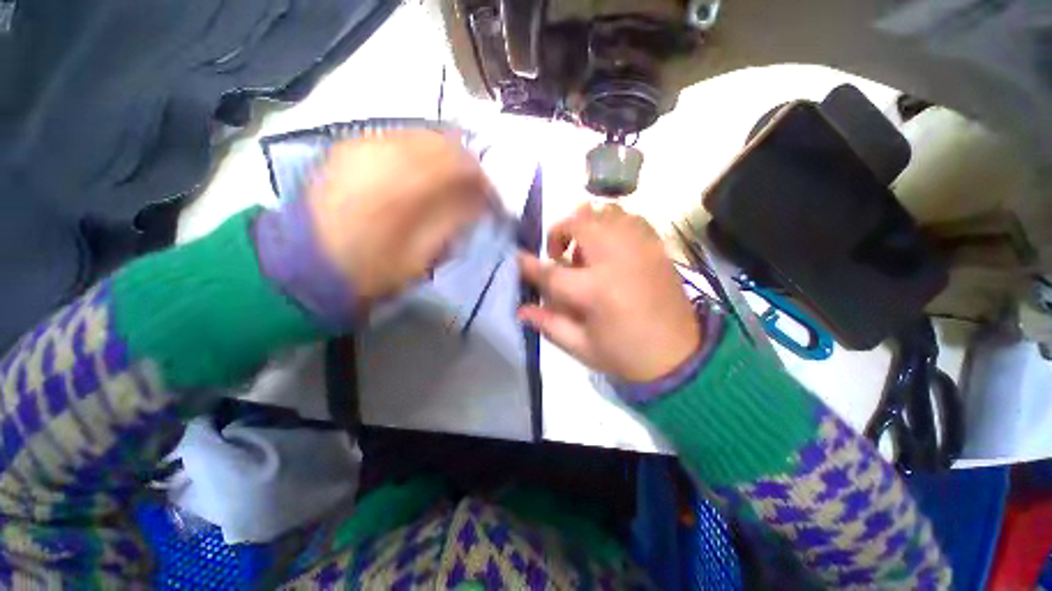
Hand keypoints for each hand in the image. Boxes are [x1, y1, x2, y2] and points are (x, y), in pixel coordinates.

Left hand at [307, 130, 490, 305]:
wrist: (304, 266)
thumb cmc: (371, 269)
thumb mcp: (424, 254)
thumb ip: (455, 221)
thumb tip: (479, 202)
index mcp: (405, 181)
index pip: (462, 164)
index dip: (484, 182)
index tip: (492, 203)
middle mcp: (384, 148)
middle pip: (443, 141)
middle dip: (466, 166)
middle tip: (474, 192)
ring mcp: (362, 142)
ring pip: (420, 135)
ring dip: (444, 159)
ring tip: (450, 186)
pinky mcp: (348, 146)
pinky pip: (397, 139)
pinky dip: (419, 155)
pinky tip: (420, 178)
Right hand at [519, 203, 700, 382]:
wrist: (680, 357)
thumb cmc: (625, 355)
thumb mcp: (581, 347)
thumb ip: (548, 324)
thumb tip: (521, 309)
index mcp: (595, 291)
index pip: (551, 272)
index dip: (528, 265)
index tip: (517, 259)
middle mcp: (616, 260)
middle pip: (579, 223)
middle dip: (559, 232)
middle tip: (558, 254)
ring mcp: (640, 249)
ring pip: (606, 212)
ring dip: (586, 225)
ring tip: (585, 250)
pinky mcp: (657, 248)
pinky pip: (632, 218)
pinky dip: (614, 224)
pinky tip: (612, 246)